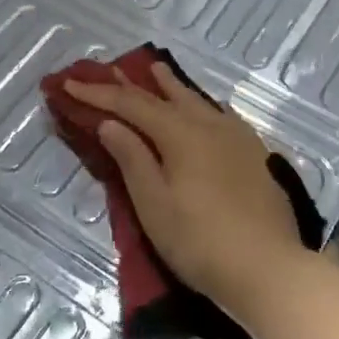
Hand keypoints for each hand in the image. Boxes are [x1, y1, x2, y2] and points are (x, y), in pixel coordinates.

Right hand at [64, 62, 309, 322]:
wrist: (269, 269)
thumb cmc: (200, 242)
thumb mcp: (154, 204)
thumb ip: (132, 159)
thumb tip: (110, 123)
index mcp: (181, 134)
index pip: (131, 105)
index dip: (99, 94)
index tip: (70, 83)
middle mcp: (210, 125)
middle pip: (165, 97)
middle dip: (132, 84)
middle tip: (108, 69)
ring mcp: (237, 138)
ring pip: (197, 102)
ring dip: (171, 87)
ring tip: (156, 70)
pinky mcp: (255, 155)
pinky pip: (220, 115)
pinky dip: (201, 105)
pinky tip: (205, 109)